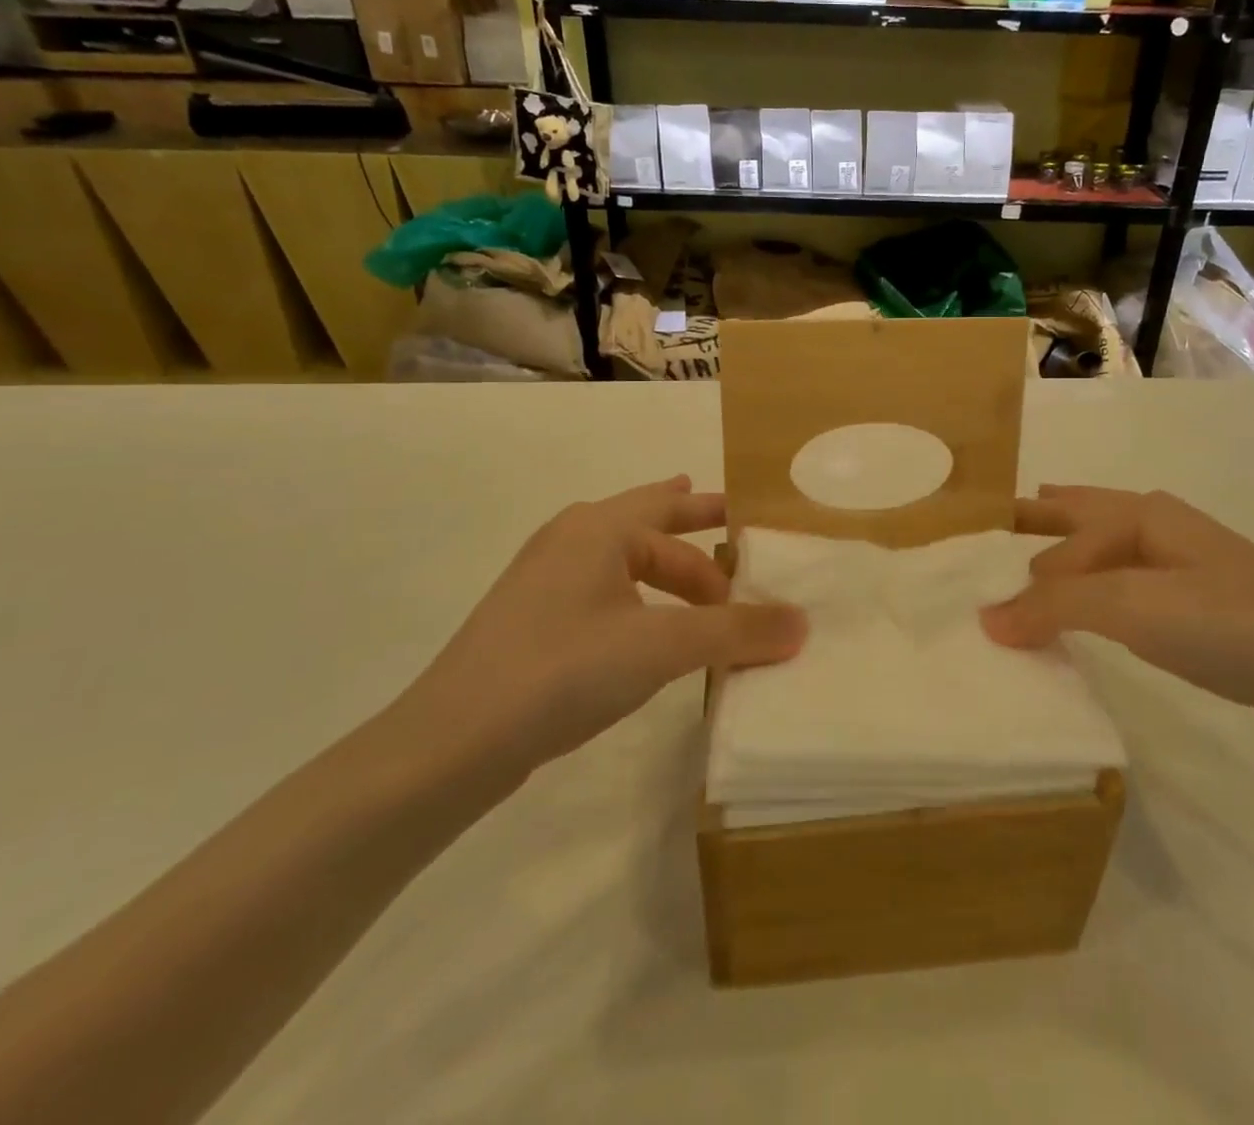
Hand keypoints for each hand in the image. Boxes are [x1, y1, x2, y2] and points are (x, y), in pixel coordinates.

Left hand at [400, 478, 805, 790]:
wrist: (451, 744)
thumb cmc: (563, 670)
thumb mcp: (661, 646)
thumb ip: (735, 631)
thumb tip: (802, 622)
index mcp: (597, 529)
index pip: (671, 510)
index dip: (717, 514)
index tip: (752, 519)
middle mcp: (569, 543)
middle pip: (645, 524)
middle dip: (690, 528)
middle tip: (734, 530)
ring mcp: (544, 584)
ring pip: (622, 562)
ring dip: (666, 569)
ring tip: (702, 584)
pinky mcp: (533, 625)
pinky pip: (604, 595)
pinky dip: (641, 599)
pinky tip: (651, 628)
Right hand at [982, 485, 1253, 746]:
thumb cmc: (1228, 624)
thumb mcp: (1131, 606)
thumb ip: (1053, 606)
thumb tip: (985, 618)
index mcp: (1144, 514)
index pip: (1062, 539)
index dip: (1022, 570)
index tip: (984, 608)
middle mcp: (1162, 529)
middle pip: (1083, 517)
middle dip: (1040, 522)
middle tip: (994, 528)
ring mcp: (1186, 567)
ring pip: (1106, 552)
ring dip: (1067, 558)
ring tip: (1031, 558)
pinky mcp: (1202, 608)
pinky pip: (1127, 588)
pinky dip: (1096, 593)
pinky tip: (1093, 609)